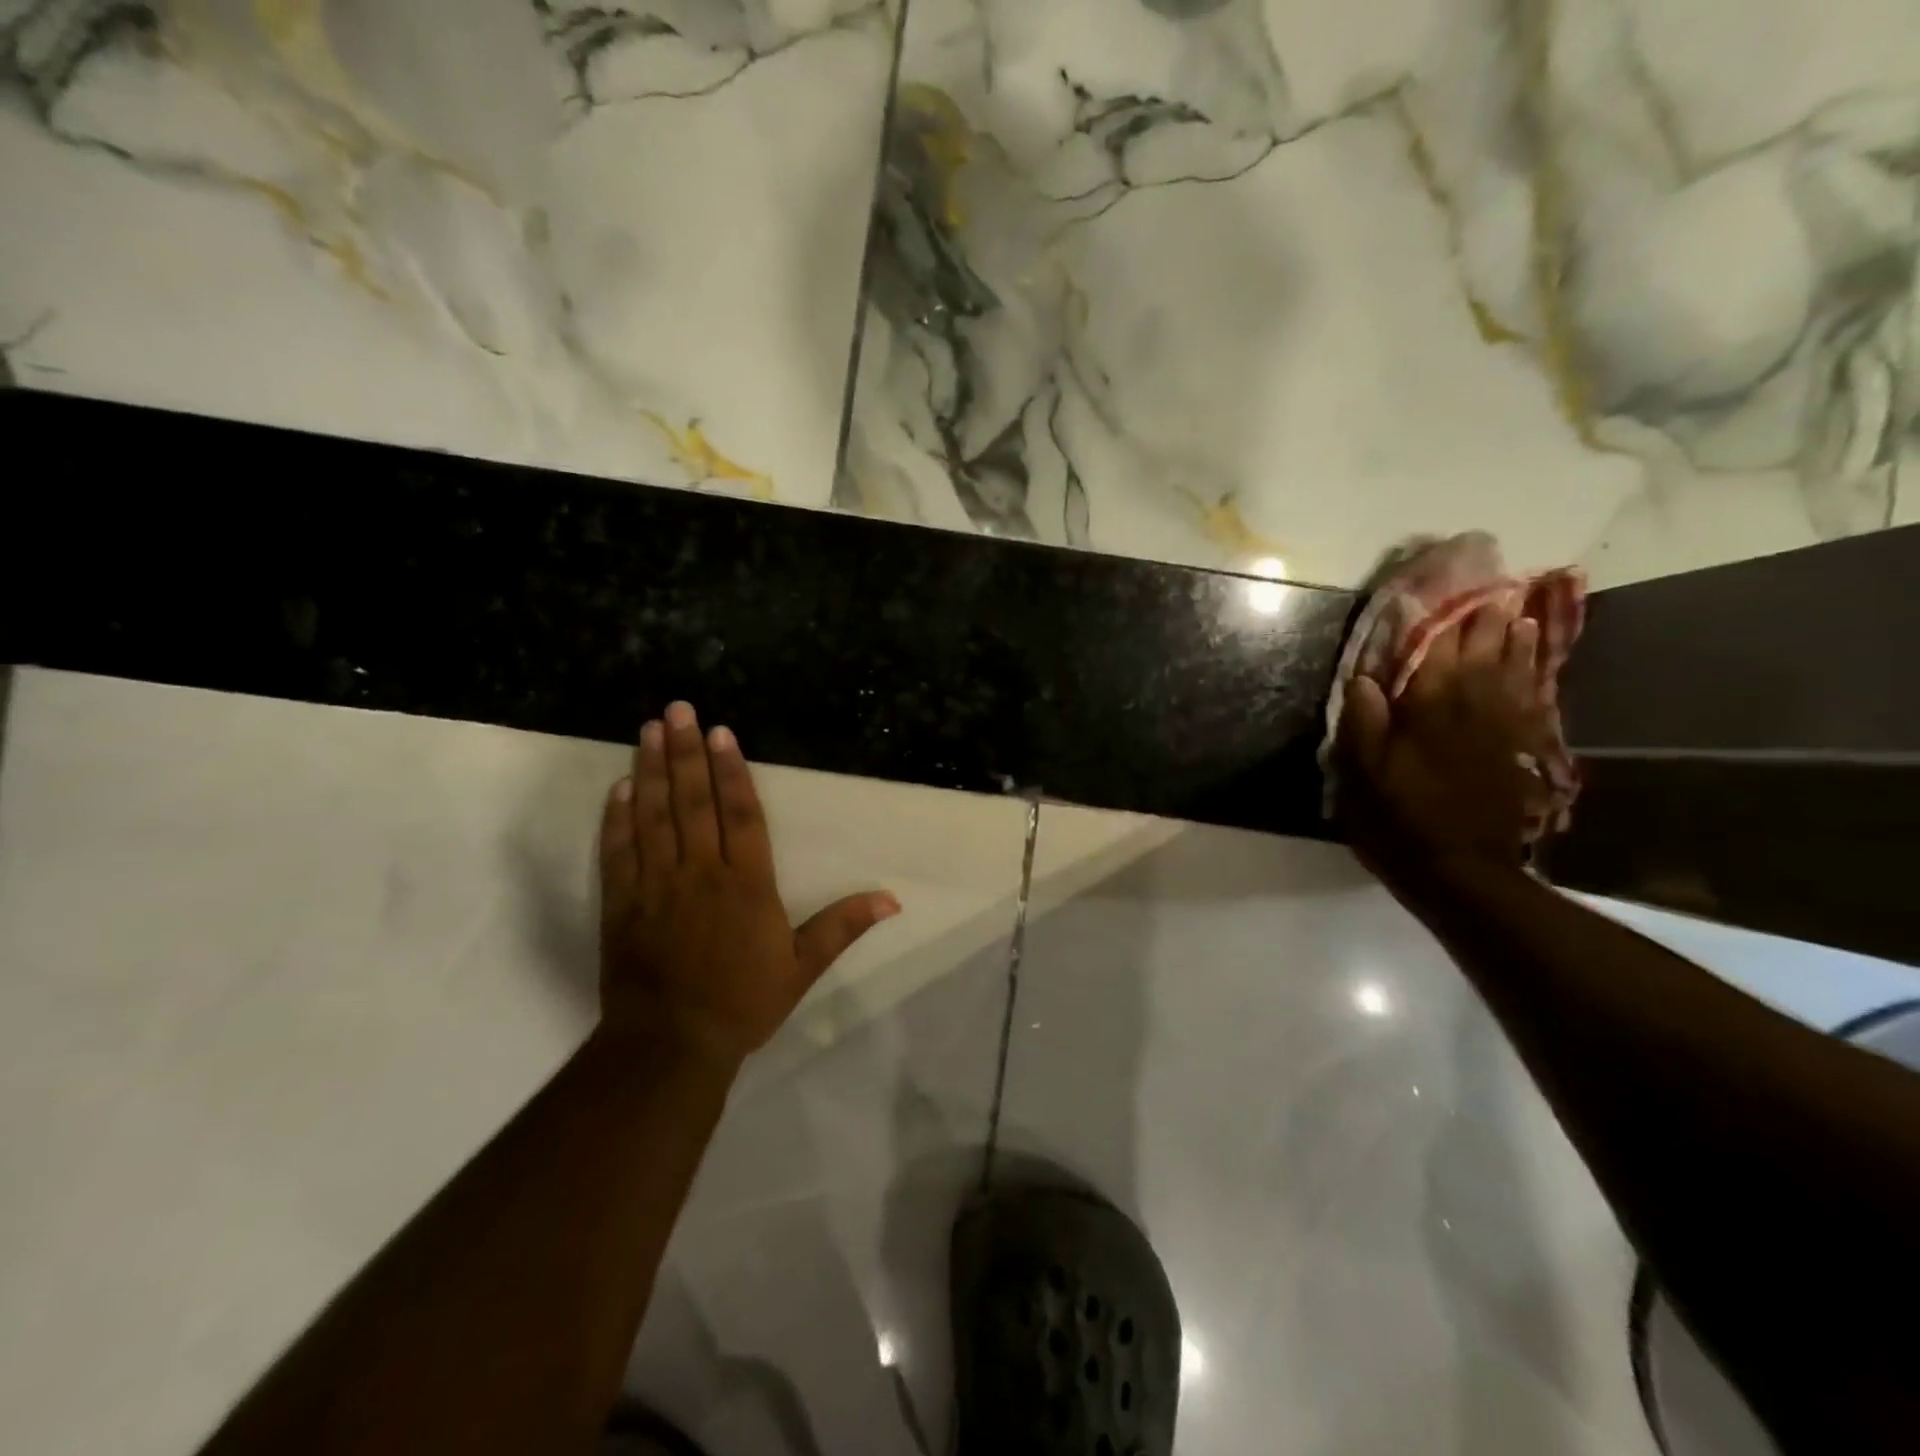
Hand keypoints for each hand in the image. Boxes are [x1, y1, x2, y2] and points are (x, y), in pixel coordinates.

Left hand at [597, 702, 900, 1067]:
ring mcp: (656, 885)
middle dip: (685, 753)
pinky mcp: (622, 903)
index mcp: (746, 883)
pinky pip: (619, 851)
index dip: (732, 771)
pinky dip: (617, 818)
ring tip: (648, 730)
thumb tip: (892, 898)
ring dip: (650, 771)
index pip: (741, 814)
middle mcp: (701, 872)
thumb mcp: (802, 967)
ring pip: (653, 816)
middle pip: (694, 802)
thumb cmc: (743, 1002)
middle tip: (677, 709)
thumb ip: (843, 926)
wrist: (671, 1044)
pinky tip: (619, 787)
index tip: (721, 733)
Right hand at [1337, 605, 1551, 884]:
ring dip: (1515, 639)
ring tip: (1517, 610)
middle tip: (1491, 586)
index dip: (1438, 619)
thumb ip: (1364, 722)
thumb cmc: (1400, 817)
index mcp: (1428, 709)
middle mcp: (1470, 706)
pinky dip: (1533, 672)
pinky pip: (1531, 697)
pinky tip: (1534, 660)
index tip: (1442, 588)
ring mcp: (1501, 726)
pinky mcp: (1519, 748)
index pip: (1433, 651)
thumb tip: (1364, 676)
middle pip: (1480, 652)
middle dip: (1483, 619)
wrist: (1461, 867)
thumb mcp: (1363, 774)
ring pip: (1512, 669)